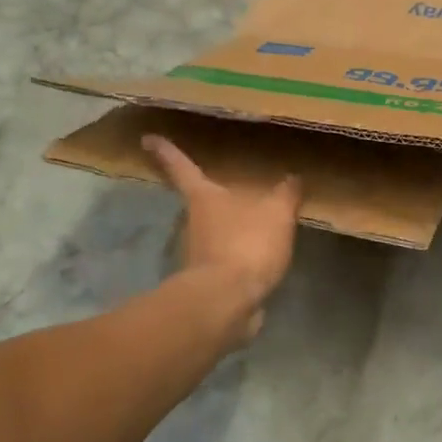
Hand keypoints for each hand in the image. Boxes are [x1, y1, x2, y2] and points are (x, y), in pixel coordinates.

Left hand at [143, 134, 300, 342]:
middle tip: (223, 183)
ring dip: (228, 225)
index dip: (167, 151)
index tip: (147, 138)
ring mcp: (198, 252)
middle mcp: (194, 221)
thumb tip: (293, 177)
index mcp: (204, 197)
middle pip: (198, 200)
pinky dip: (240, 253)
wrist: (226, 302)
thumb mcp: (277, 213)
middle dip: (210, 193)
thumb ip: (286, 194)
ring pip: (212, 229)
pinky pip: (226, 256)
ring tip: (254, 219)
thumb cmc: (245, 245)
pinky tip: (259, 254)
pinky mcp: (209, 278)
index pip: (182, 167)